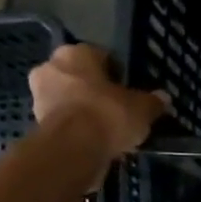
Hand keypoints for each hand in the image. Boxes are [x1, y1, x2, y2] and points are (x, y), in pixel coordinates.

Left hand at [29, 44, 170, 160]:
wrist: (73, 149)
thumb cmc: (108, 114)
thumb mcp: (142, 108)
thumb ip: (153, 101)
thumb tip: (163, 98)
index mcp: (75, 53)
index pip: (101, 56)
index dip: (118, 73)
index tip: (130, 88)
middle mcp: (51, 67)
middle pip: (81, 77)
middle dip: (97, 90)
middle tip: (119, 107)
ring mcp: (39, 95)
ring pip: (70, 98)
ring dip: (86, 109)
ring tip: (109, 127)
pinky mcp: (37, 122)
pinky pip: (65, 120)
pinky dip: (78, 127)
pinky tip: (97, 140)